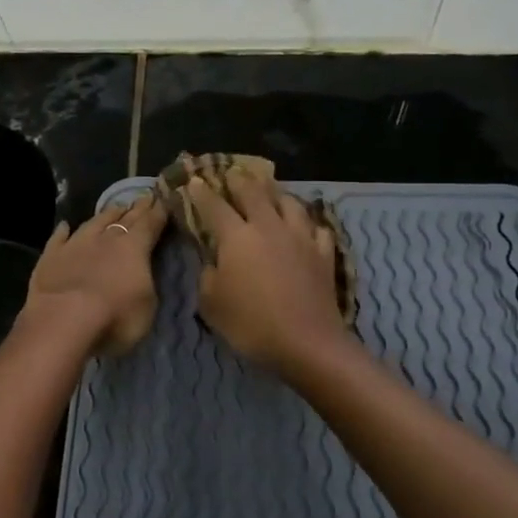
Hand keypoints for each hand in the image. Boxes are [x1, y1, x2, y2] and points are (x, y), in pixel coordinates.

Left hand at [21, 194, 169, 354]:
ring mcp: (75, 245)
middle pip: (124, 219)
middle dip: (137, 209)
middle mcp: (105, 239)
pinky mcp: (50, 257)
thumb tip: (142, 271)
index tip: (164, 200)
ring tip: (115, 207)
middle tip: (144, 198)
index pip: (150, 224)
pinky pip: (58, 238)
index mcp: (134, 248)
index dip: (158, 212)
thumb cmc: (115, 318)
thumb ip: (147, 283)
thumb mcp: (147, 306)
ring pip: (93, 223)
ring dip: (105, 215)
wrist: (63, 320)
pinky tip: (65, 226)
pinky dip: (63, 231)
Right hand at [184, 171, 349, 374]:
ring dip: (276, 194)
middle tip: (232, 173)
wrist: (307, 343)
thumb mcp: (211, 303)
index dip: (202, 193)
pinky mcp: (323, 254)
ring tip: (270, 193)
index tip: (194, 182)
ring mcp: (300, 237)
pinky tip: (305, 227)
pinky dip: (307, 223)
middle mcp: (268, 227)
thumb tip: (214, 262)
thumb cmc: (251, 324)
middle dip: (239, 180)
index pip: (214, 206)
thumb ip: (208, 275)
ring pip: (289, 202)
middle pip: (254, 192)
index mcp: (236, 236)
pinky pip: (317, 228)